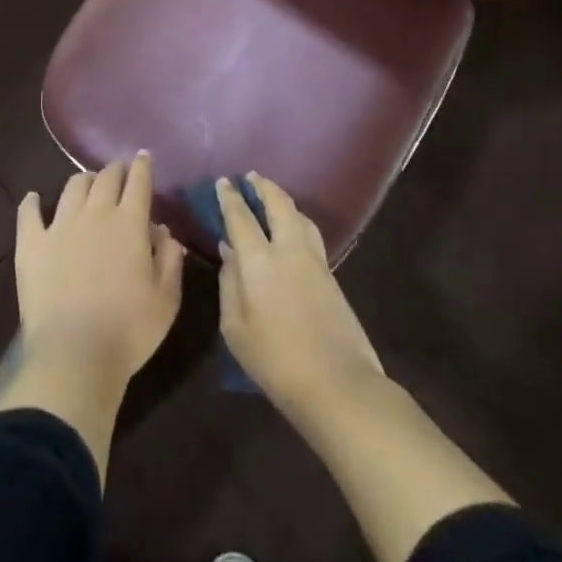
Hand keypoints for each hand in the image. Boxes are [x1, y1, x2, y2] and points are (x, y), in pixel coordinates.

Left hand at [15, 153, 185, 393]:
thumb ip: (169, 259)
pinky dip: (31, 202)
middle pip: (106, 178)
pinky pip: (28, 213)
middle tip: (119, 172)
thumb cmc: (129, 330)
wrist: (75, 354)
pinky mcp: (31, 244)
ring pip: (72, 187)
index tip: (143, 157)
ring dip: (84, 180)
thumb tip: (164, 231)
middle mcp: (95, 214)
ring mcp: (59, 226)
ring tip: (88, 184)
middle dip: (115, 170)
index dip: (142, 166)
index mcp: (130, 223)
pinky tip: (33, 198)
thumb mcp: (166, 299)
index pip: (138, 182)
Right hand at [216, 173, 383, 420]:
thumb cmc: (275, 361)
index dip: (230, 197)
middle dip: (263, 187)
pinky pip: (312, 235)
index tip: (223, 182)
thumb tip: (229, 253)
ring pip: (300, 216)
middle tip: (251, 177)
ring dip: (284, 201)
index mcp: (259, 261)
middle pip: (279, 205)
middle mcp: (289, 250)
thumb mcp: (236, 328)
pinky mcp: (332, 276)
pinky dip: (298, 222)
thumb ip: (229, 285)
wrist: (337, 384)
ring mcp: (315, 261)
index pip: (241, 217)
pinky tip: (293, 230)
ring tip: (273, 198)